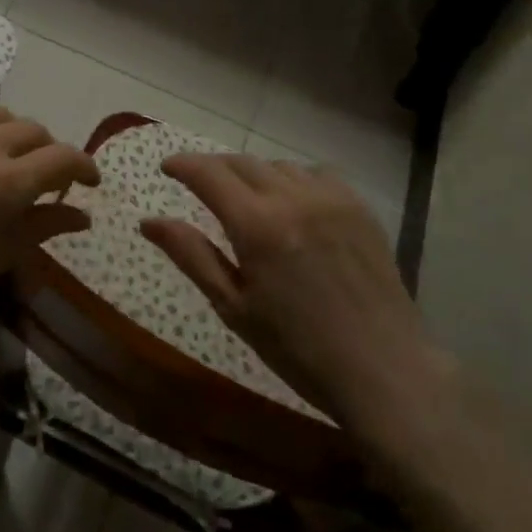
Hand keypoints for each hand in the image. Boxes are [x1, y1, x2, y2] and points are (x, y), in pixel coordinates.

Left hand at [0, 106, 98, 353]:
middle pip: (34, 130)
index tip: (88, 182)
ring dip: (13, 135)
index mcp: (5, 183)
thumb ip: (42, 228)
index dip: (84, 167)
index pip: (64, 158)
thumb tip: (82, 215)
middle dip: (49, 152)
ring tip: (4, 160)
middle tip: (44, 178)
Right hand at [140, 154, 455, 449]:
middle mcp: (293, 198)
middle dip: (215, 168)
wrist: (382, 368)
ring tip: (247, 199)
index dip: (183, 165)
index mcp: (257, 225)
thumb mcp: (234, 308)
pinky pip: (316, 174)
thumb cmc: (298, 349)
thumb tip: (149, 222)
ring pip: (279, 166)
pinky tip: (293, 204)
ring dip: (254, 174)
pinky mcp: (359, 206)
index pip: (209, 174)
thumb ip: (192, 256)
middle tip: (200, 185)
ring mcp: (332, 198)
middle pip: (243, 163)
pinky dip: (294, 180)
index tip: (167, 168)